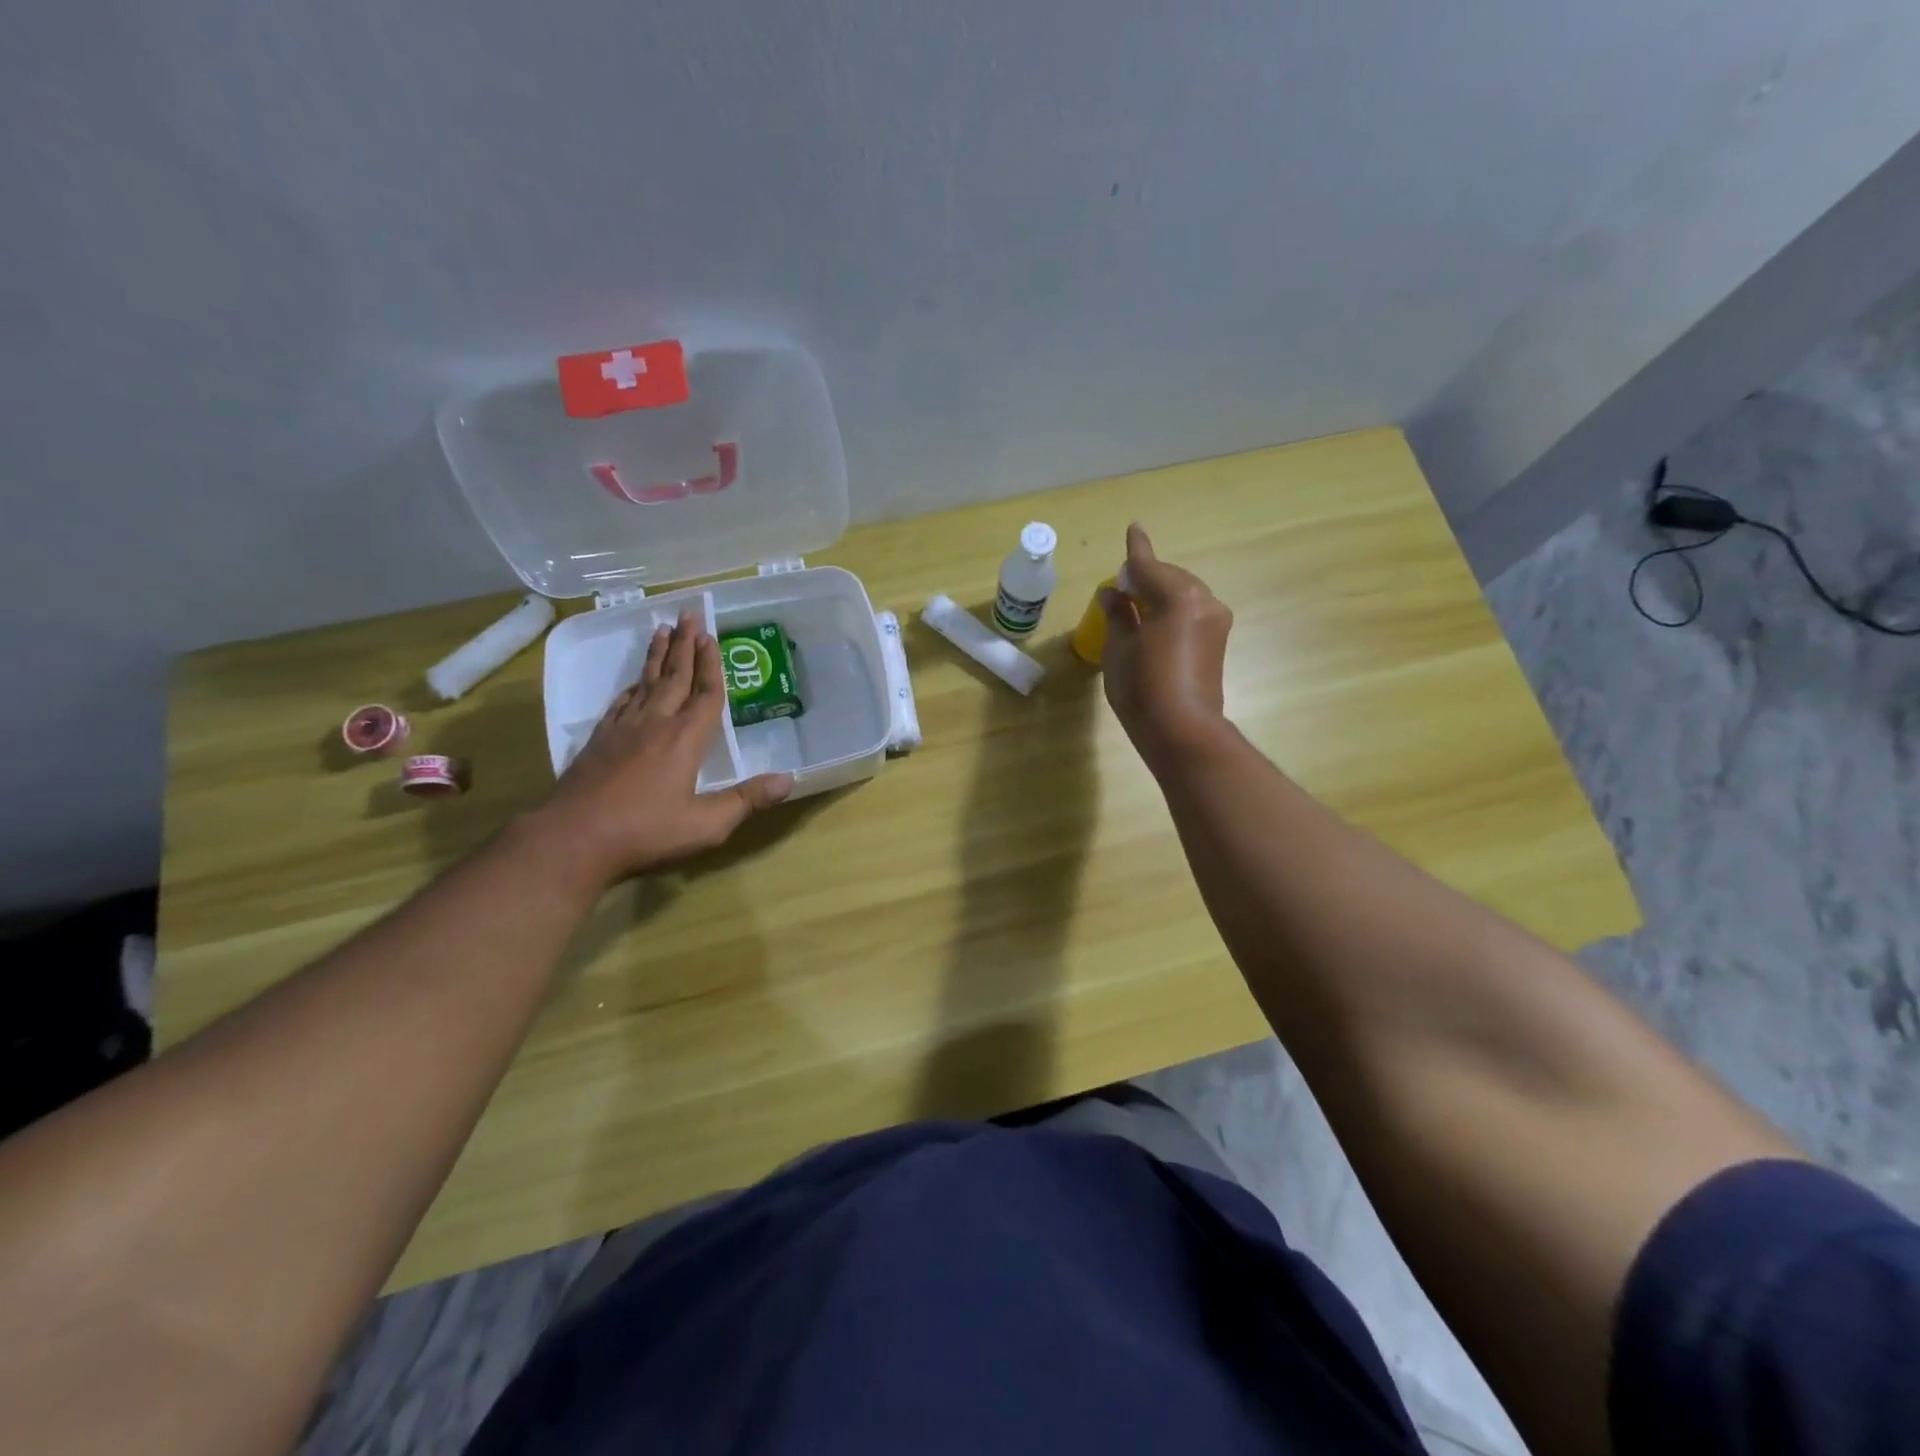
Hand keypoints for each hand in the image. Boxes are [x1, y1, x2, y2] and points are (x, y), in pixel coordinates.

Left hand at [530, 611, 791, 887]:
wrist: (572, 839)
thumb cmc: (644, 832)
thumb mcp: (706, 825)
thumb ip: (746, 800)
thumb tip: (787, 780)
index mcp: (685, 739)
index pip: (705, 694)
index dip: (711, 664)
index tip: (710, 635)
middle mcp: (655, 724)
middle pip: (673, 676)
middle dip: (683, 645)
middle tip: (688, 614)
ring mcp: (622, 730)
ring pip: (644, 683)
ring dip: (656, 656)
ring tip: (662, 631)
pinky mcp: (598, 742)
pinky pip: (621, 703)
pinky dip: (632, 686)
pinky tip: (633, 684)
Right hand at [1101, 523, 1233, 769]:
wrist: (1182, 730)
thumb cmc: (1142, 687)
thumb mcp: (1119, 648)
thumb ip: (1118, 614)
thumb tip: (1114, 594)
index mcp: (1177, 597)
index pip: (1149, 566)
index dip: (1136, 551)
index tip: (1133, 529)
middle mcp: (1203, 601)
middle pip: (1169, 577)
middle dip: (1146, 577)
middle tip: (1121, 587)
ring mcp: (1215, 621)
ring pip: (1182, 594)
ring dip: (1159, 594)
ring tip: (1135, 606)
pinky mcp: (1217, 641)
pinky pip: (1190, 612)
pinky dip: (1171, 610)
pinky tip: (1154, 622)